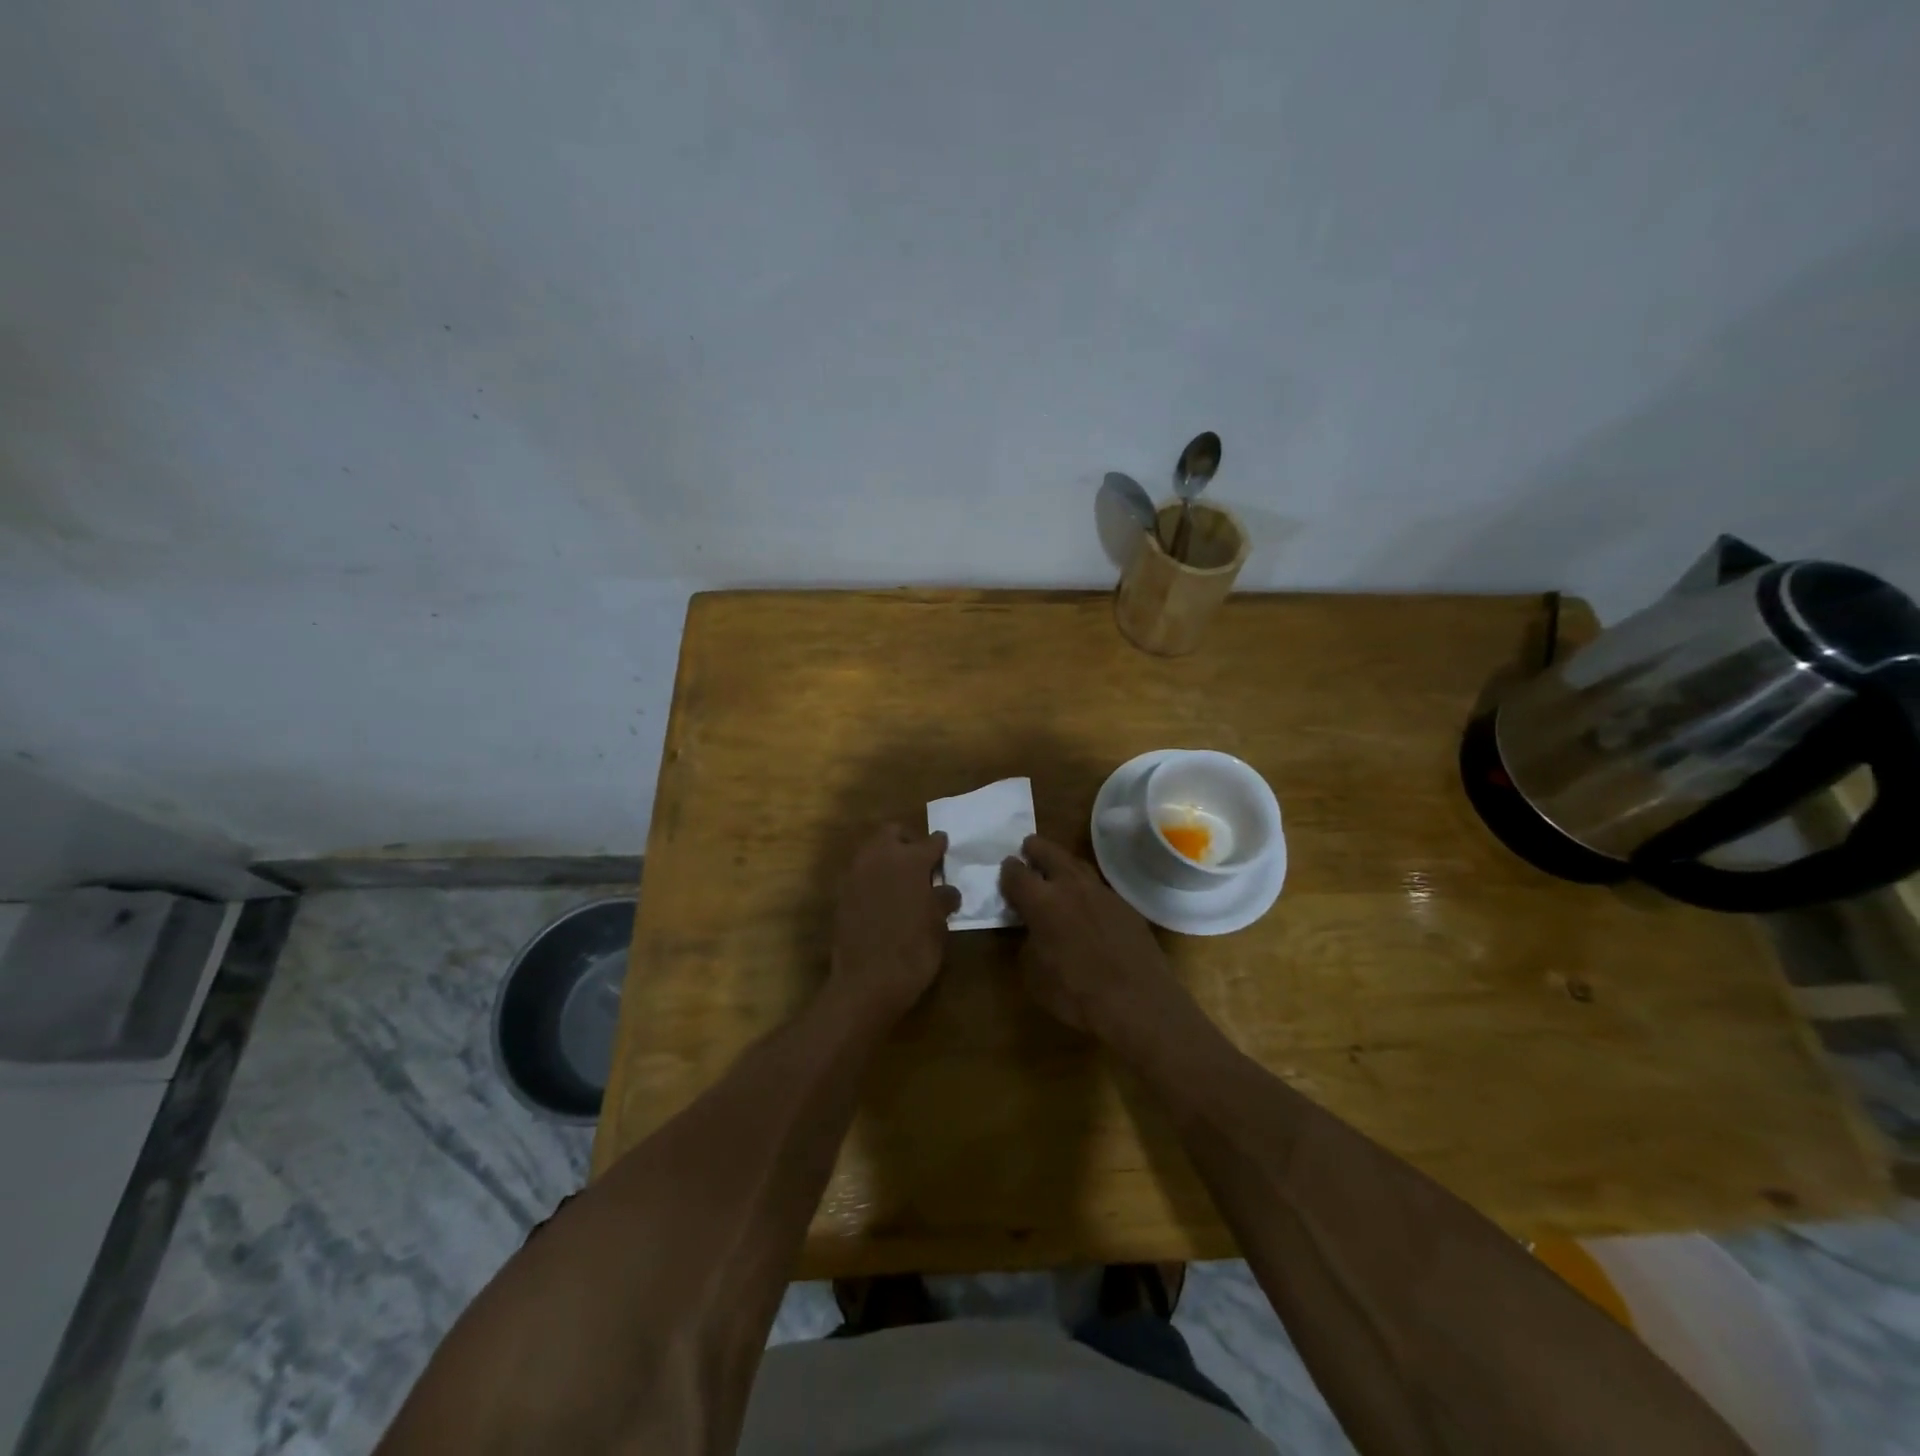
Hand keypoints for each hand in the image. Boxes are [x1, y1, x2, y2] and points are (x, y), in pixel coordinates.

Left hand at [830, 825, 960, 1018]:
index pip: (930, 842)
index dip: (940, 845)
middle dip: (906, 841)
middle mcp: (880, 858)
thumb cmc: (913, 952)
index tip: (944, 848)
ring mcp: (856, 874)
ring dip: (886, 856)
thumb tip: (946, 890)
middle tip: (919, 861)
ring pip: (872, 849)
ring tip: (901, 879)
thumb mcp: (938, 926)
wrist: (866, 982)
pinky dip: (872, 877)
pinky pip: (859, 872)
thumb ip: (942, 900)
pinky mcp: (841, 893)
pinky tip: (882, 897)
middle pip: (892, 833)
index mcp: (911, 861)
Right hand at [999, 835, 1188, 1041]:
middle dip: (1036, 849)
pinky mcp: (1125, 905)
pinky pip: (1099, 887)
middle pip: (1049, 852)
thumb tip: (1033, 932)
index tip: (1006, 869)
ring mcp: (1102, 892)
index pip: (1016, 873)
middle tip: (1029, 849)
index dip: (1008, 870)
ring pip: (1078, 865)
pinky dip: (1086, 888)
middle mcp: (1070, 886)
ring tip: (1057, 871)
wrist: (1137, 1001)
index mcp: (1041, 901)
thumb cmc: (1075, 992)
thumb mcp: (1034, 975)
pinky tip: (1087, 902)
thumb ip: (1028, 944)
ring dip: (1063, 864)